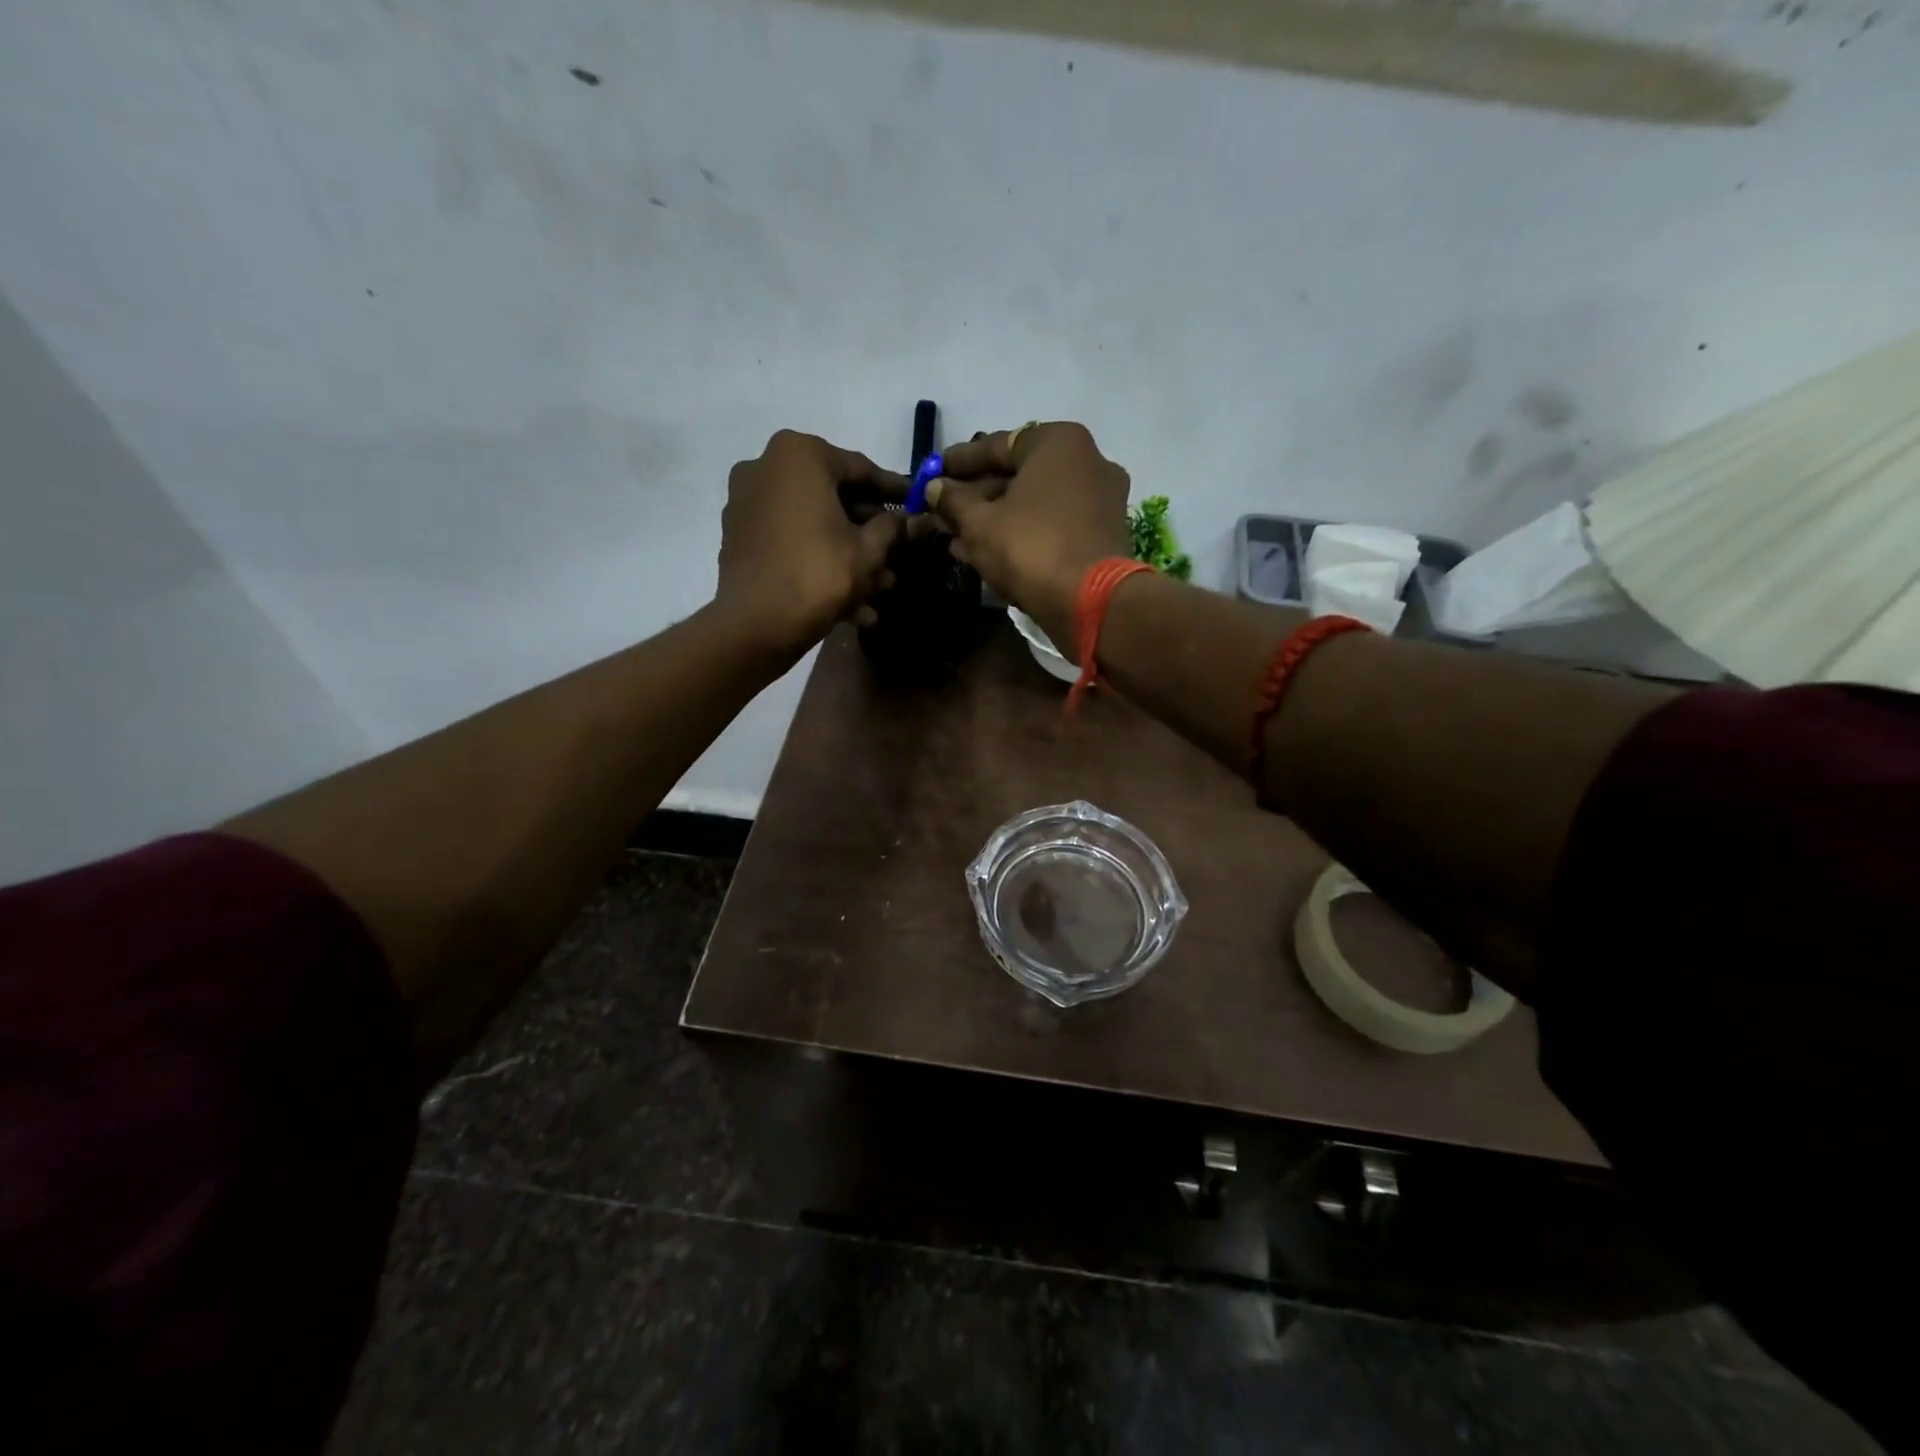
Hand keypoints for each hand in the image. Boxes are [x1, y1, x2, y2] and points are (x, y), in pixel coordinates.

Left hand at [716, 430, 905, 655]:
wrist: (755, 624)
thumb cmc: (818, 574)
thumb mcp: (869, 551)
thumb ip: (894, 528)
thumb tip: (914, 519)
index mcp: (799, 455)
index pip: (861, 469)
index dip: (894, 491)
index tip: (917, 504)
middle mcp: (766, 467)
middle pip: (833, 497)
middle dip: (868, 530)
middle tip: (899, 552)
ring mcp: (748, 503)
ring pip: (812, 524)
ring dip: (847, 553)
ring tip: (881, 587)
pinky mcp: (739, 538)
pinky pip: (790, 542)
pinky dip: (818, 562)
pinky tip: (851, 603)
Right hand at [928, 423, 1133, 648]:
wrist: (1092, 603)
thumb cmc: (1031, 548)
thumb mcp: (979, 524)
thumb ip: (953, 501)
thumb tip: (934, 488)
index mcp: (1058, 442)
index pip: (996, 445)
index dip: (957, 462)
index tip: (930, 473)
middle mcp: (1086, 461)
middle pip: (1016, 476)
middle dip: (974, 497)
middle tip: (939, 512)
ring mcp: (1098, 500)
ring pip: (1031, 505)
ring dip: (991, 520)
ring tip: (952, 538)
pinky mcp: (1101, 535)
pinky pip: (1049, 526)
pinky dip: (1018, 534)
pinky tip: (982, 553)